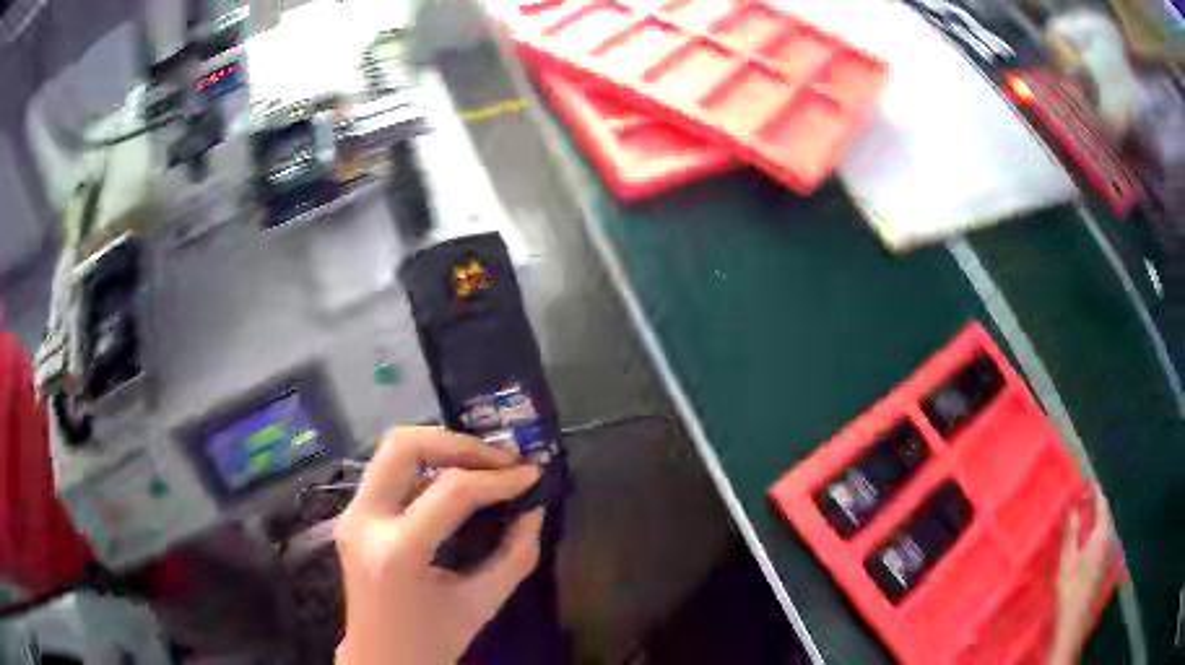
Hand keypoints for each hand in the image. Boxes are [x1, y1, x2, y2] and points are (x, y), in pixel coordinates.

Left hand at [334, 427, 544, 664]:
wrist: (380, 660)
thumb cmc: (432, 641)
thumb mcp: (481, 604)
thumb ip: (515, 555)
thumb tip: (535, 509)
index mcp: (397, 552)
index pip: (451, 491)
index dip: (498, 478)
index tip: (532, 475)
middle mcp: (364, 522)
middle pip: (404, 445)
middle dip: (459, 444)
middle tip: (500, 459)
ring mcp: (351, 515)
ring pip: (392, 451)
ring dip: (441, 449)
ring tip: (483, 464)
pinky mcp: (351, 515)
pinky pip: (389, 472)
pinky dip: (426, 466)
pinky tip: (456, 481)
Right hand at [1050, 486, 1114, 664]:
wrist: (1076, 621)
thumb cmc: (1071, 588)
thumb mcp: (1068, 559)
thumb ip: (1072, 531)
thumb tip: (1073, 506)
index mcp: (1102, 533)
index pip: (1102, 504)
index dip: (1095, 492)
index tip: (1088, 482)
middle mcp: (1109, 539)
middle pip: (1105, 517)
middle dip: (1096, 507)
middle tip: (1085, 499)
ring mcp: (1108, 555)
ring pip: (1104, 531)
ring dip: (1096, 522)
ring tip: (1086, 519)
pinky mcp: (1104, 568)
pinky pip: (1103, 544)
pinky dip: (1096, 537)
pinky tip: (1088, 544)